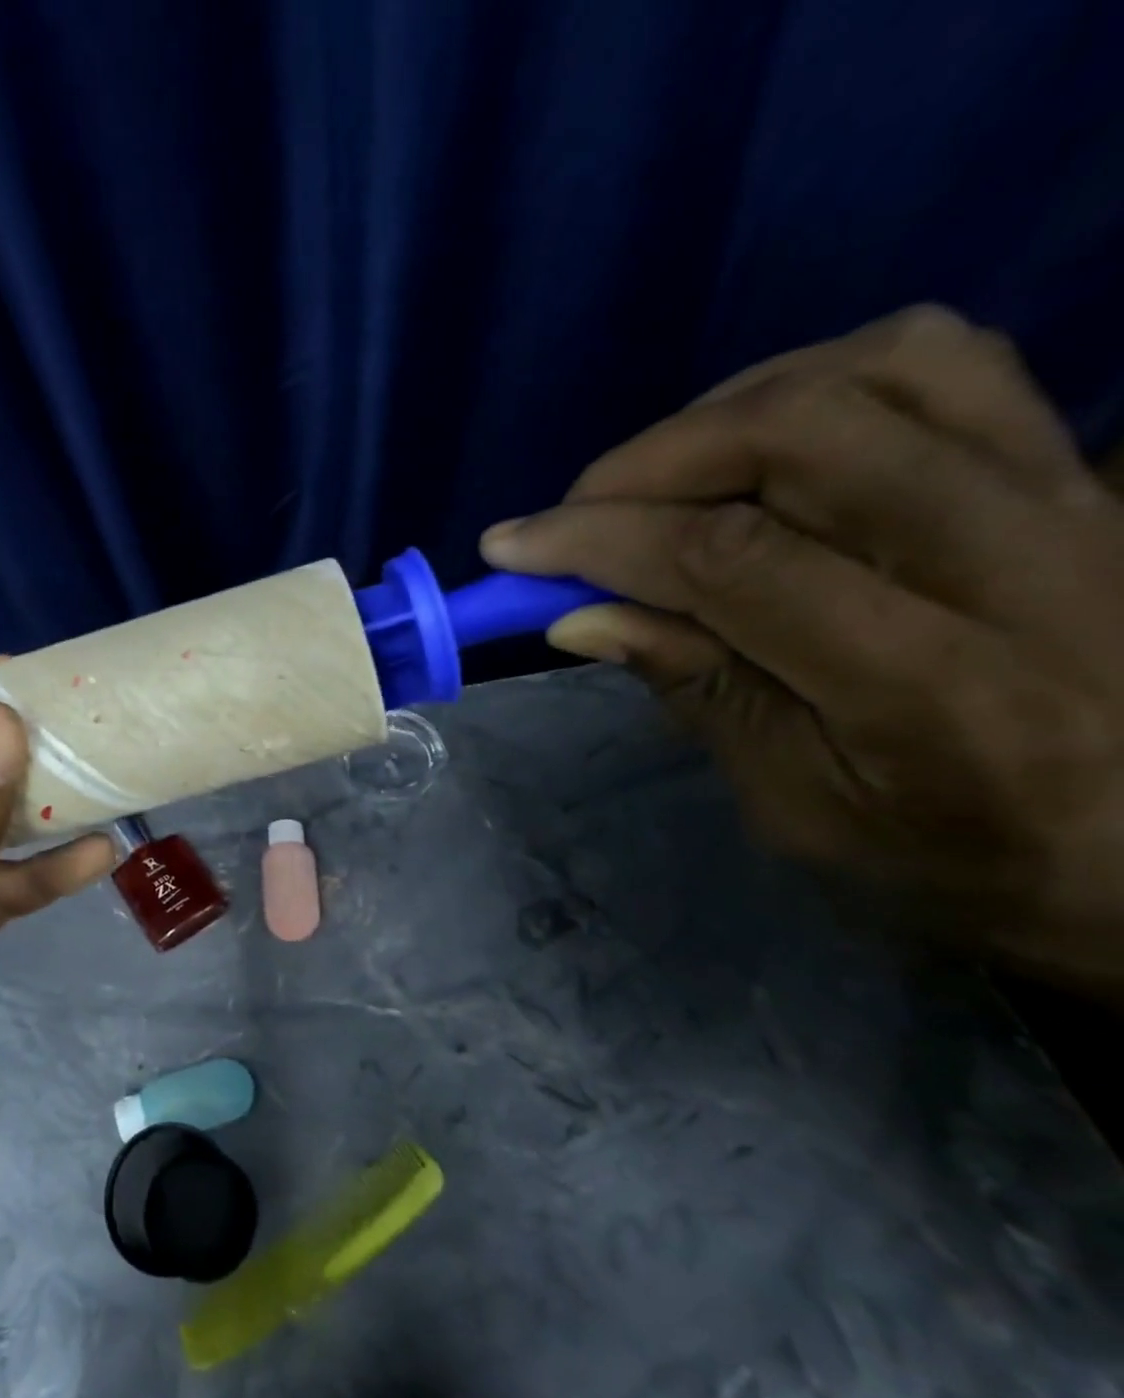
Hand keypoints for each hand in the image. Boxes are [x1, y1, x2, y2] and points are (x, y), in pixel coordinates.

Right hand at [480, 305, 1123, 992]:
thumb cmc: (954, 857)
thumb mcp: (798, 808)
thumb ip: (695, 693)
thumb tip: (578, 615)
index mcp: (932, 684)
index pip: (732, 561)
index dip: (600, 540)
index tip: (509, 547)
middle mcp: (1015, 560)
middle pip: (804, 434)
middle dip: (649, 462)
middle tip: (576, 515)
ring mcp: (1063, 492)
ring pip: (875, 368)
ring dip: (726, 410)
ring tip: (658, 477)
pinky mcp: (1069, 463)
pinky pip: (938, 361)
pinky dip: (815, 382)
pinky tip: (758, 444)